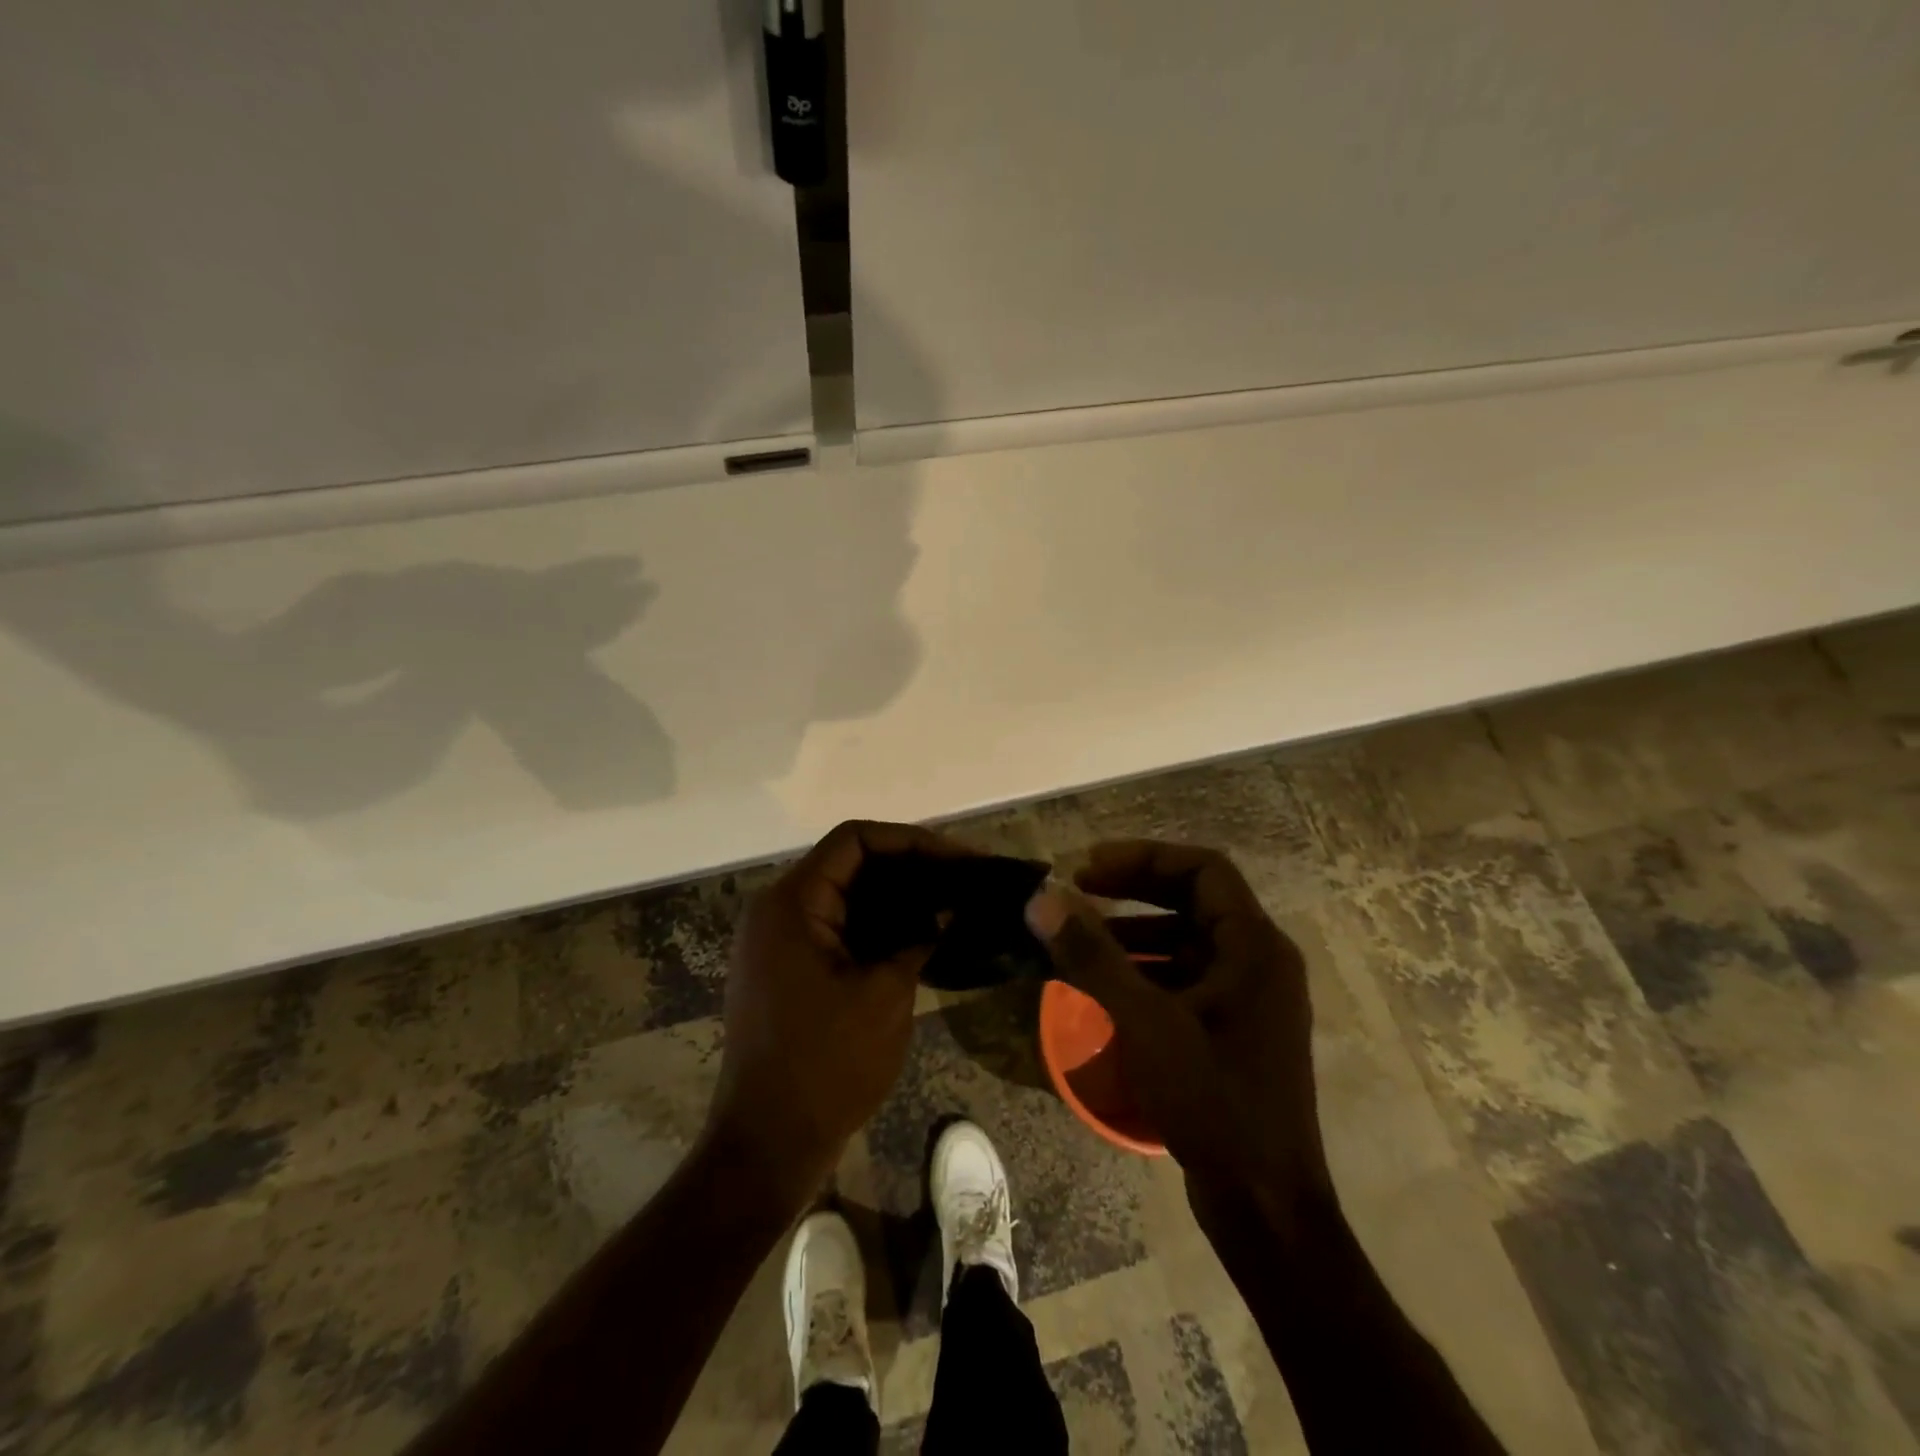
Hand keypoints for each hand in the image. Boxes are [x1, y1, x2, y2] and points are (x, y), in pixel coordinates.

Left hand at [705, 820, 973, 1208]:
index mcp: (793, 903)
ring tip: (950, 903)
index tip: (958, 859)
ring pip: (846, 896)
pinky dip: (877, 926)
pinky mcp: (786, 969)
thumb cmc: (827, 1064)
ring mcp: (778, 941)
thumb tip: (949, 905)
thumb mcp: (885, 994)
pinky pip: (837, 927)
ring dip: (896, 897)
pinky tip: (919, 937)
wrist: (767, 1145)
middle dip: (910, 867)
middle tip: (963, 879)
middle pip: (850, 863)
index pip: (855, 840)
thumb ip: (919, 936)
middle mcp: (778, 910)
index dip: (911, 841)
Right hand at [1025, 841, 1331, 1224]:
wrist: (1265, 1206)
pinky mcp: (1234, 1029)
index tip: (1090, 868)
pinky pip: (1187, 977)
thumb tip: (1043, 898)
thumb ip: (1092, 955)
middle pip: (1195, 899)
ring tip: (1083, 935)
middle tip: (1079, 889)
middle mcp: (1260, 961)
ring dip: (1136, 930)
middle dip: (1134, 888)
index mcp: (1255, 946)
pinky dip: (1147, 969)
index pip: (1203, 869)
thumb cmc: (1212, 1102)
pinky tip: (1106, 984)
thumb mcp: (1144, 1022)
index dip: (1144, 857)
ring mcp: (1250, 998)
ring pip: (1188, 939)